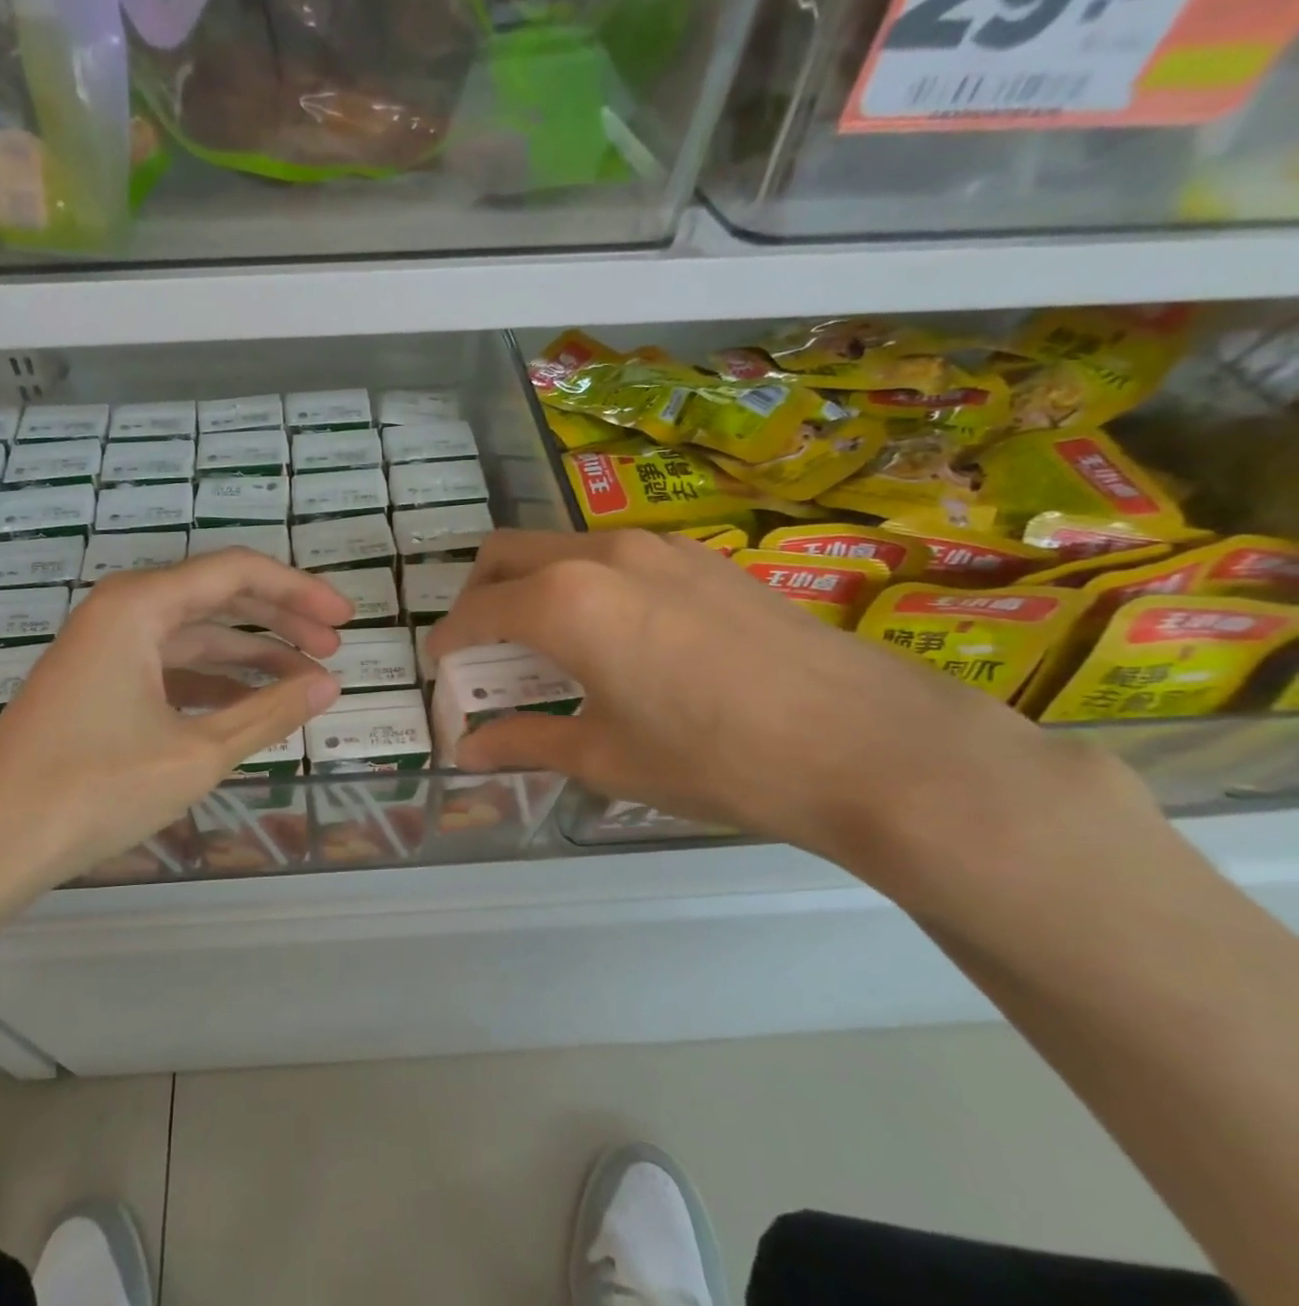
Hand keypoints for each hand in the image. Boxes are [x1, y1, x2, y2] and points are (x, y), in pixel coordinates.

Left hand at [0, 549, 349, 896]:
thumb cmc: (93, 788)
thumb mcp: (197, 753)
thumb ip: (269, 714)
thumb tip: (328, 686)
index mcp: (140, 605)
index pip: (238, 573)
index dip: (300, 591)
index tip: (345, 620)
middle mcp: (122, 611)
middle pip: (219, 598)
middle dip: (282, 620)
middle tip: (334, 647)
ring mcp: (106, 647)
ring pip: (196, 635)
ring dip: (252, 654)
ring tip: (305, 680)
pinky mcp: (98, 682)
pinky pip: (171, 666)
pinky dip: (215, 681)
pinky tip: (250, 705)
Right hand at [428, 530, 1118, 875]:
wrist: (865, 742)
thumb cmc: (713, 759)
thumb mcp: (605, 758)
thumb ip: (524, 742)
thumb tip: (467, 751)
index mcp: (563, 601)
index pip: (477, 611)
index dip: (449, 640)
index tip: (441, 664)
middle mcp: (600, 555)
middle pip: (507, 553)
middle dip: (479, 594)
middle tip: (482, 646)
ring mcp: (657, 547)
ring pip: (561, 546)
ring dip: (533, 584)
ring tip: (547, 644)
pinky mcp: (701, 557)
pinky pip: (614, 555)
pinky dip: (584, 582)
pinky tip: (614, 634)